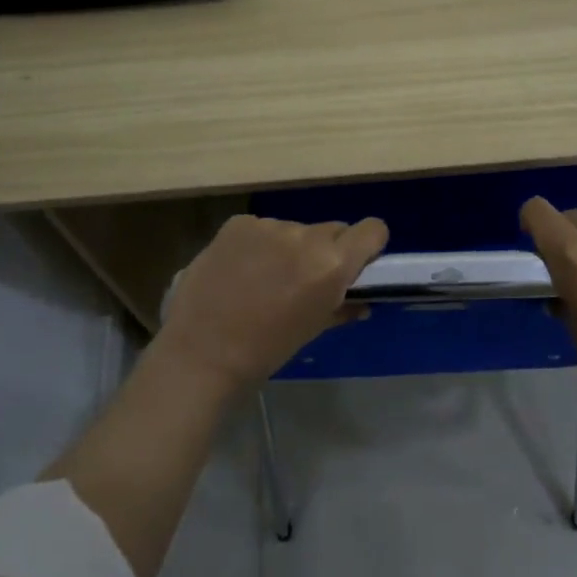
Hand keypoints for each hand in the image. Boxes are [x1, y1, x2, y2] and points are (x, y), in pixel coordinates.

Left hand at [153, 213, 389, 392]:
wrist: (203, 353)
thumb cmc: (267, 350)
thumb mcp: (313, 329)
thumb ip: (342, 308)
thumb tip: (361, 302)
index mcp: (332, 264)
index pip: (373, 229)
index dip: (368, 245)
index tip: (356, 262)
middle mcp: (306, 236)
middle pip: (332, 229)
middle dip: (325, 250)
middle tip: (304, 279)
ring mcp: (269, 225)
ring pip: (294, 229)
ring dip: (288, 247)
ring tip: (263, 279)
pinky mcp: (238, 224)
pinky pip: (261, 228)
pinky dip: (257, 244)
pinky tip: (239, 270)